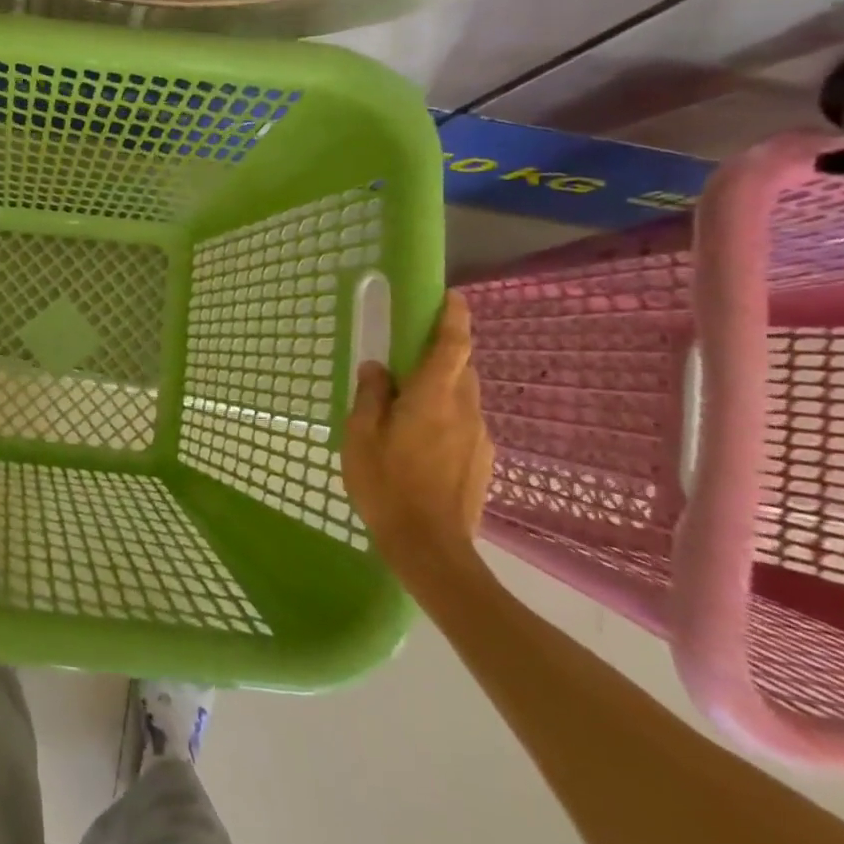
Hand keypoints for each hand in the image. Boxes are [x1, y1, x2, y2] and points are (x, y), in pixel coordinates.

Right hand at [341, 292, 494, 576]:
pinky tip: (420, 444)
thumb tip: (378, 368)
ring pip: (463, 397)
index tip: (451, 296)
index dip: (454, 317)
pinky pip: (464, 424)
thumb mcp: (361, 436)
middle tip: (409, 358)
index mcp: (433, 397)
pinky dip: (445, 418)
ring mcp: (479, 436)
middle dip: (442, 354)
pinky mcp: (483, 460)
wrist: (431, 547)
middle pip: (461, 368)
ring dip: (441, 389)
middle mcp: (465, 409)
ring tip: (407, 408)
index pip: (453, 345)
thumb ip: (371, 396)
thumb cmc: (387, 484)